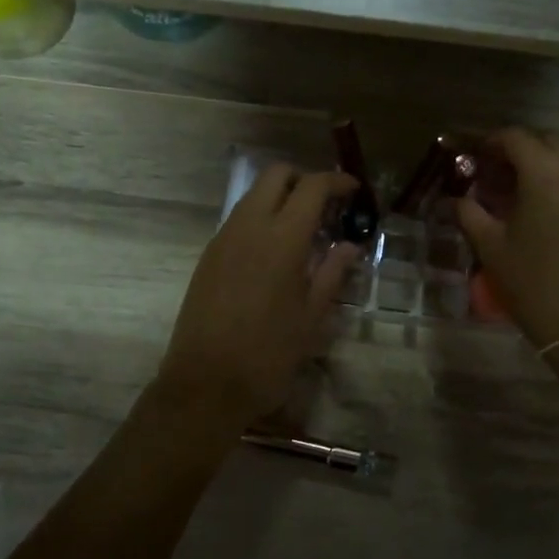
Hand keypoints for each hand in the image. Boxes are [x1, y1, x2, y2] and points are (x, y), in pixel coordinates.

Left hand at [156, 165, 360, 426]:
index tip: (353, 191)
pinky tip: (275, 251)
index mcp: (282, 238)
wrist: (205, 384)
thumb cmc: (268, 354)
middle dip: (304, 179)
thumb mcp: (311, 317)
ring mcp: (223, 238)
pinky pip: (238, 219)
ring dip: (280, 198)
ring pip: (253, 194)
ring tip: (304, 230)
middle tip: (326, 206)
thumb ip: (332, 273)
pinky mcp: (208, 256)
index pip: (312, 186)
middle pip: (276, 175)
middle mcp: (249, 226)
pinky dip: (261, 218)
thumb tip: (350, 246)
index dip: (336, 181)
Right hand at [456, 128, 558, 350]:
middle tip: (499, 173)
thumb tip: (454, 199)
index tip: (476, 156)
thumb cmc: (536, 287)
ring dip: (550, 163)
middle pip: (547, 141)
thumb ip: (469, 214)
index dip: (491, 141)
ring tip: (531, 189)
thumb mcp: (492, 249)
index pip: (515, 137)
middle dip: (521, 149)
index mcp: (546, 172)